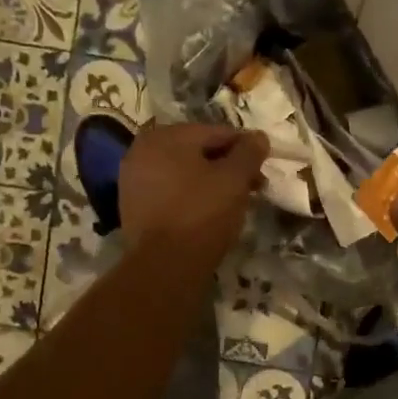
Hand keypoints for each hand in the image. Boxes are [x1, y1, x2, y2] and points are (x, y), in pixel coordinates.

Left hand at [119, 123, 268, 253]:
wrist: (165, 266)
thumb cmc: (202, 214)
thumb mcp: (234, 179)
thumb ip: (248, 153)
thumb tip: (258, 137)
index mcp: (166, 136)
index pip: (216, 133)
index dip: (245, 148)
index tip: (263, 167)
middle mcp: (143, 150)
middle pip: (197, 151)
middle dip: (227, 166)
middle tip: (252, 187)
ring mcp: (133, 179)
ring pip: (184, 172)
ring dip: (210, 181)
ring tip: (233, 201)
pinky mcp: (134, 206)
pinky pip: (170, 191)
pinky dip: (191, 196)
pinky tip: (208, 212)